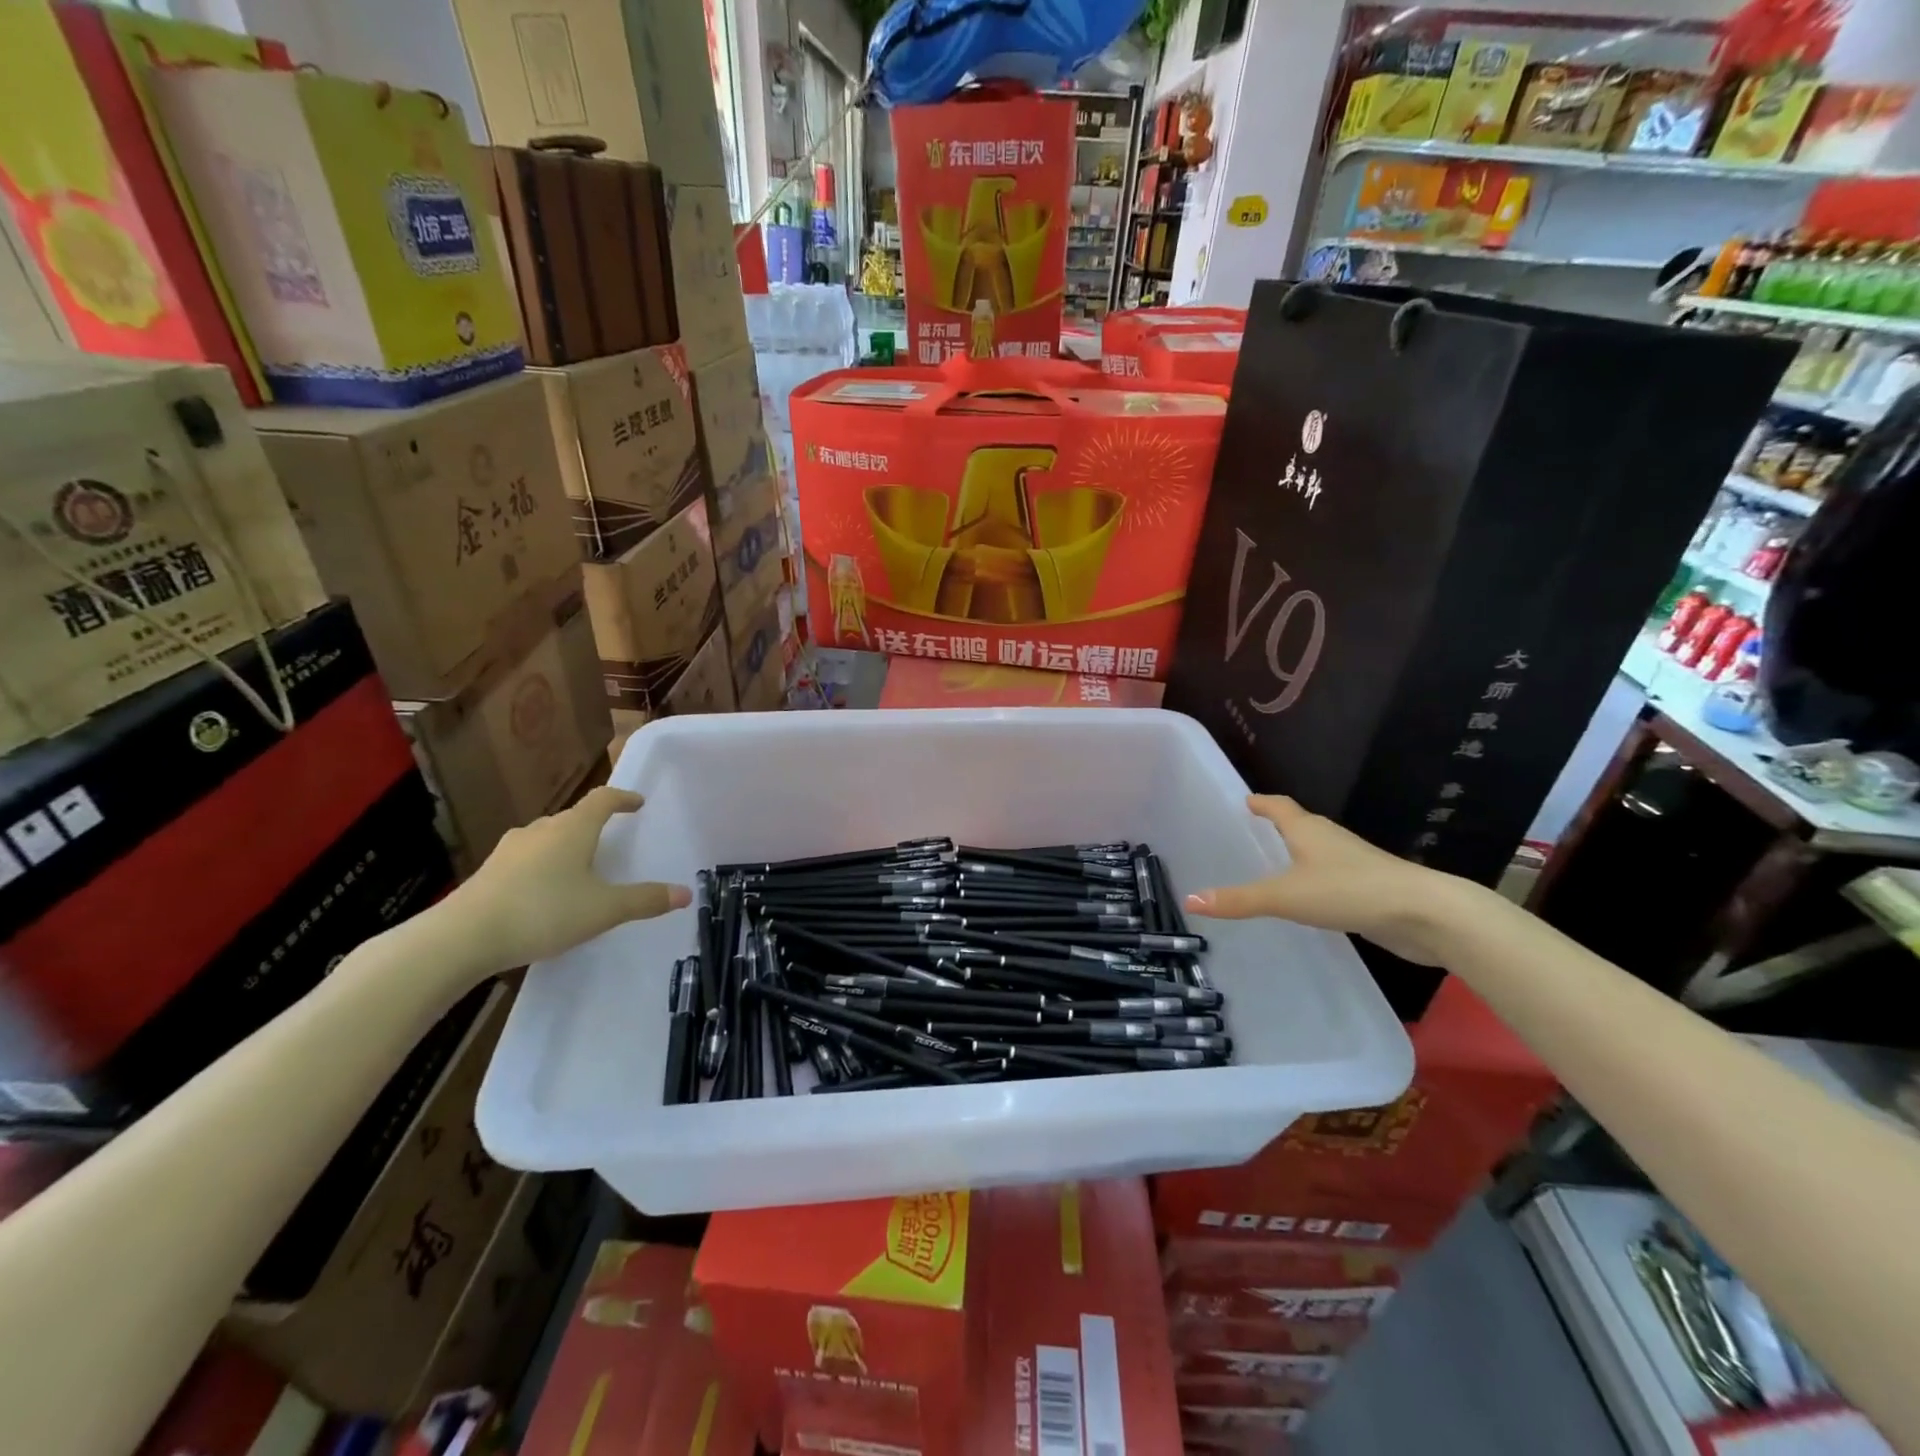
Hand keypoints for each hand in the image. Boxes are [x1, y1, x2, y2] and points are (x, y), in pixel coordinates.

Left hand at [446, 787, 690, 973]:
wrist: (463, 937)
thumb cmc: (544, 912)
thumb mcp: (604, 909)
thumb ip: (645, 900)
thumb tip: (686, 893)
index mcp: (573, 829)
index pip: (603, 799)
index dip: (623, 798)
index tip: (637, 803)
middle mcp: (541, 830)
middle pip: (573, 817)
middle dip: (594, 824)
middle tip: (611, 838)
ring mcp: (510, 850)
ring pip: (546, 837)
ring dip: (565, 844)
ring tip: (578, 866)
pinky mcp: (489, 872)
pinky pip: (526, 859)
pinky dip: (543, 865)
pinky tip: (544, 891)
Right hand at [1184, 795, 1465, 965]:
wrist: (1424, 914)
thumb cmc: (1348, 891)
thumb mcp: (1285, 897)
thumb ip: (1239, 900)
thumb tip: (1189, 899)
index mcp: (1308, 830)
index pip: (1279, 806)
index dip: (1261, 802)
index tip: (1245, 799)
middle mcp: (1330, 839)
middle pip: (1300, 824)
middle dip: (1278, 824)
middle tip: (1254, 828)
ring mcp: (1353, 863)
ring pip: (1318, 850)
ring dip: (1298, 852)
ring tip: (1276, 861)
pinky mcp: (1369, 888)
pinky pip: (1332, 876)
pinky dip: (1314, 879)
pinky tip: (1308, 896)